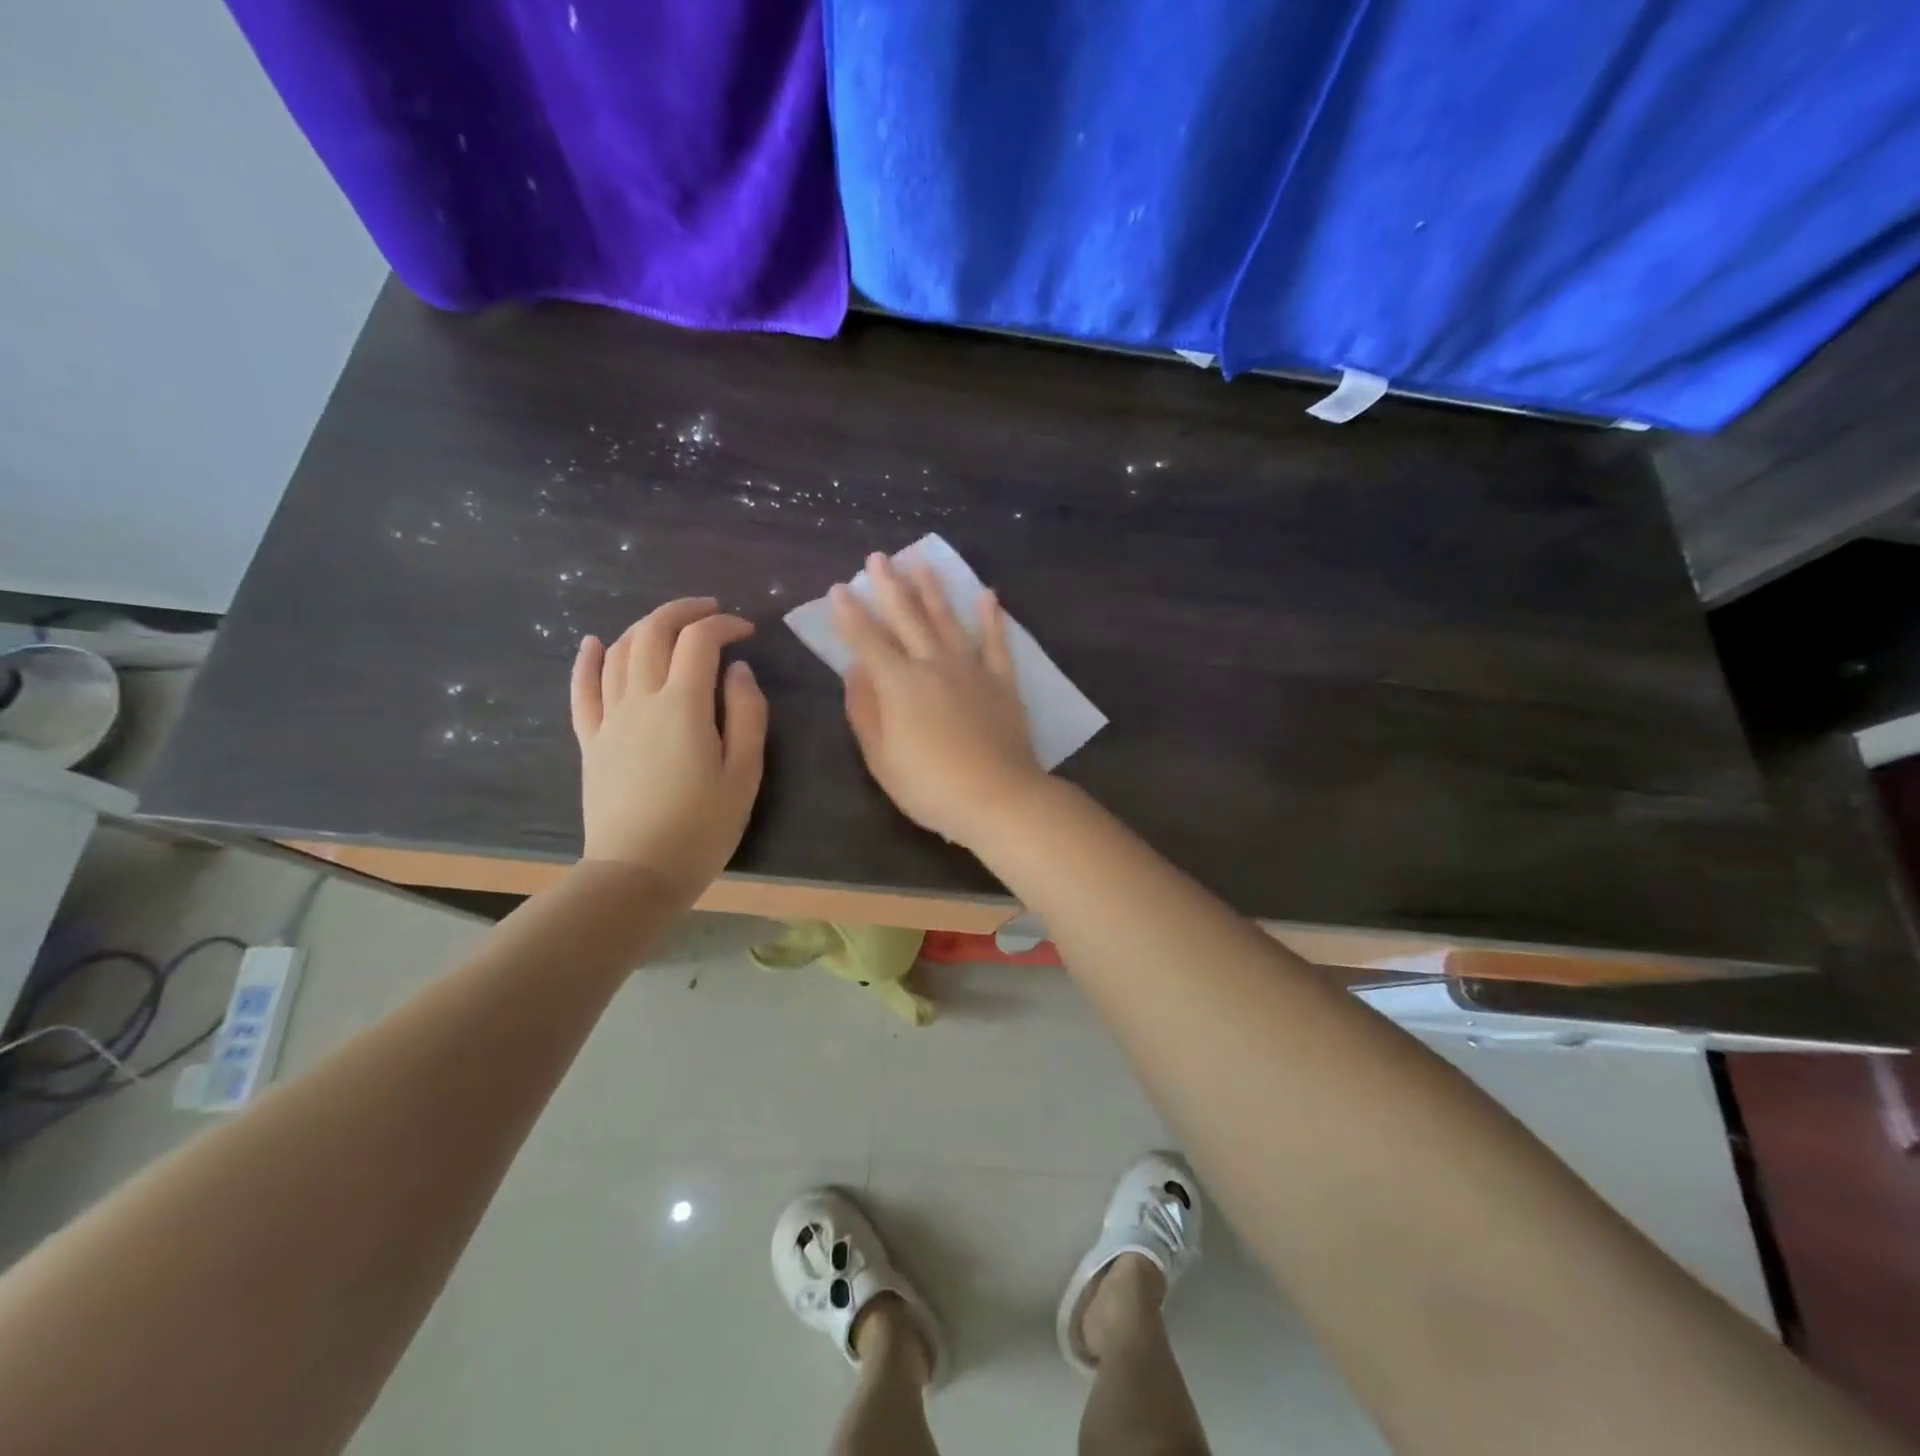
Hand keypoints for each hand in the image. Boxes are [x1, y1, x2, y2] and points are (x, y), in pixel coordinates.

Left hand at [570, 598, 766, 893]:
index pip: (699, 641)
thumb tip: (739, 670)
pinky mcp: (590, 740)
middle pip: (652, 633)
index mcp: (682, 706)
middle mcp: (640, 699)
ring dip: (644, 627)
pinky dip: (588, 660)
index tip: (746, 631)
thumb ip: (747, 714)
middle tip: (710, 611)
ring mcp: (609, 718)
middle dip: (682, 611)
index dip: (724, 625)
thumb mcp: (745, 773)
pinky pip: (582, 689)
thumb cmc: (702, 827)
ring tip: (670, 626)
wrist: (638, 872)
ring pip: (619, 652)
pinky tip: (594, 643)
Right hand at [833, 554, 1046, 849]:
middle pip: (908, 618)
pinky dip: (991, 618)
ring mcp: (971, 670)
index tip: (840, 588)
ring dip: (933, 590)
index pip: (868, 641)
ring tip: (922, 562)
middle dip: (890, 586)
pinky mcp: (1002, 681)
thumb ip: (865, 711)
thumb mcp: (881, 758)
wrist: (998, 797)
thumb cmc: (930, 786)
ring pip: (948, 620)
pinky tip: (988, 595)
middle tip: (879, 557)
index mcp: (899, 685)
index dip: (851, 615)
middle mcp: (933, 665)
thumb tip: (854, 670)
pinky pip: (997, 642)